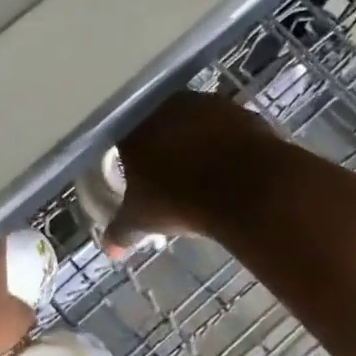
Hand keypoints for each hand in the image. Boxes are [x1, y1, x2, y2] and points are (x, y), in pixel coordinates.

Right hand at [108, 91, 283, 245]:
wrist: (245, 189)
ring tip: (203, 170)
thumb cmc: (179, 201)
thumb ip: (121, 232)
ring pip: (193, 123)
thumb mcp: (142, 221)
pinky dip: (225, 143)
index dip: (130, 158)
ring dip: (196, 141)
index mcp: (134, 129)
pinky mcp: (241, 112)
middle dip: (163, 146)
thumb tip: (109, 251)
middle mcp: (166, 107)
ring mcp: (207, 105)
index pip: (122, 139)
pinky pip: (225, 128)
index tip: (139, 176)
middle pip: (159, 125)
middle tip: (170, 173)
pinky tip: (229, 166)